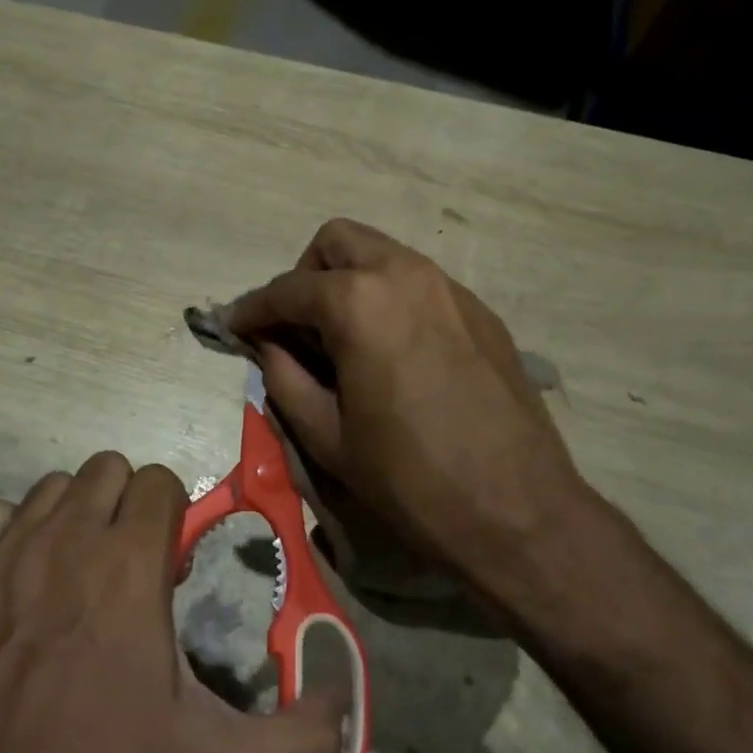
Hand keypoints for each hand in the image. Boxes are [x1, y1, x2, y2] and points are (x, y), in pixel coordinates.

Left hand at [0, 454, 343, 752]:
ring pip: (54, 485)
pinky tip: (27, 574)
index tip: (171, 564)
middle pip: (108, 468)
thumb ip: (302, 735)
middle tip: (132, 563)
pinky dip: (15, 530)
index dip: (174, 514)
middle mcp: (70, 538)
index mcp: (130, 564)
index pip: (158, 479)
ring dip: (77, 513)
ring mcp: (11, 553)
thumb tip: (346, 704)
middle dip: (128, 504)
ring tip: (83, 568)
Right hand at [229, 219, 585, 596]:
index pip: (288, 289)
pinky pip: (420, 284)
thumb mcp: (327, 435)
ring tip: (342, 339)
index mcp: (359, 303)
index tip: (234, 326)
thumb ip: (284, 377)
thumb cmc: (409, 479)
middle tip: (296, 326)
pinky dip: (391, 299)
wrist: (517, 510)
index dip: (253, 308)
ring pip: (383, 255)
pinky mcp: (480, 312)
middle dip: (306, 276)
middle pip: (338, 242)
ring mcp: (450, 288)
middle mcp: (405, 274)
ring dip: (350, 282)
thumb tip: (267, 345)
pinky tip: (393, 352)